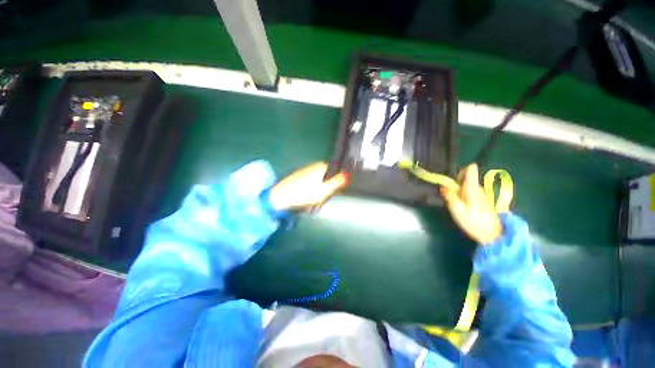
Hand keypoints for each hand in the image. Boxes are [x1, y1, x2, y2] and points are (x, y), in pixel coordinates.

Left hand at [269, 162, 348, 211]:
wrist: (281, 196)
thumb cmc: (305, 193)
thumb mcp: (325, 190)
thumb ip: (338, 181)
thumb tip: (349, 174)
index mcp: (323, 167)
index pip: (338, 172)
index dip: (338, 183)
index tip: (335, 193)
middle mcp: (315, 166)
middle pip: (329, 177)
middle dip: (328, 188)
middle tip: (322, 198)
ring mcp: (307, 170)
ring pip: (320, 181)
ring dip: (320, 191)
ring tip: (314, 200)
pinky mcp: (300, 176)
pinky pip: (312, 183)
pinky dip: (312, 190)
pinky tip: (307, 197)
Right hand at [440, 164, 502, 244]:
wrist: (493, 235)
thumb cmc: (474, 221)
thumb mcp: (457, 210)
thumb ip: (450, 196)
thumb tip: (443, 186)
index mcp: (472, 188)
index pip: (470, 169)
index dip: (459, 171)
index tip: (452, 180)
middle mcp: (479, 188)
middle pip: (467, 178)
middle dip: (456, 183)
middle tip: (450, 195)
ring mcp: (482, 194)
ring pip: (468, 185)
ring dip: (460, 190)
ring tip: (456, 203)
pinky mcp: (484, 200)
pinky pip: (471, 192)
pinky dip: (465, 195)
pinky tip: (464, 207)